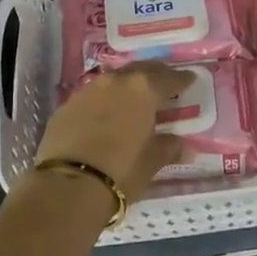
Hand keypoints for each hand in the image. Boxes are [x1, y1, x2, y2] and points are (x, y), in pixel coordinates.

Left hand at [35, 64, 194, 200]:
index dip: (182, 80)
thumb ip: (169, 148)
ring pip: (114, 80)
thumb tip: (182, 145)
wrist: (68, 185)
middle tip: (164, 84)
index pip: (169, 78)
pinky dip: (104, 101)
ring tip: (134, 99)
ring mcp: (87, 91)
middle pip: (140, 70)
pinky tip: (106, 114)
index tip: (190, 79)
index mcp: (143, 89)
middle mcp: (115, 81)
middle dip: (154, 74)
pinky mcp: (66, 106)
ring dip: (127, 86)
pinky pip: (92, 96)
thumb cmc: (121, 170)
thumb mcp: (152, 161)